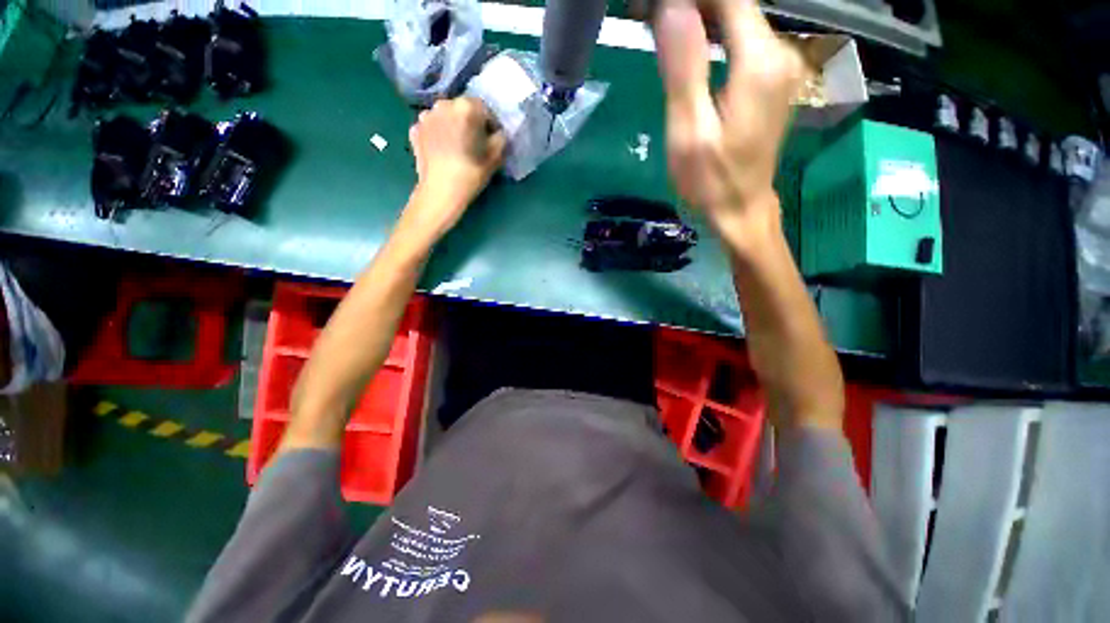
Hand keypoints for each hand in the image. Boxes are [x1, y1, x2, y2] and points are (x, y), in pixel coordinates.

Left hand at [405, 97, 506, 236]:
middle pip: (462, 109)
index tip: (492, 140)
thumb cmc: (471, 173)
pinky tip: (443, 151)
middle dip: (470, 122)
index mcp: (466, 107)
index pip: (484, 109)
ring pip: (445, 117)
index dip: (491, 124)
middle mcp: (443, 105)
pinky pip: (431, 128)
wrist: (440, 192)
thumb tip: (498, 133)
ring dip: (453, 127)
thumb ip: (501, 138)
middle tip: (475, 143)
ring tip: (457, 147)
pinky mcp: (414, 130)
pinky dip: (437, 135)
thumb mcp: (496, 157)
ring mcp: (425, 116)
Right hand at [654, 0, 802, 250]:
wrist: (740, 209)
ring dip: (700, 19)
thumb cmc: (710, 181)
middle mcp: (780, 53)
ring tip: (661, 32)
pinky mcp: (772, 79)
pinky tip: (688, 51)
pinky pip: (743, 41)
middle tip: (650, 19)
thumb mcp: (689, 133)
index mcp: (760, 62)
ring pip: (738, 20)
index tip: (654, 9)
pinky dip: (713, 37)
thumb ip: (684, 69)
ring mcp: (780, 66)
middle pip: (735, 5)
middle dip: (693, 7)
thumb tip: (672, 8)